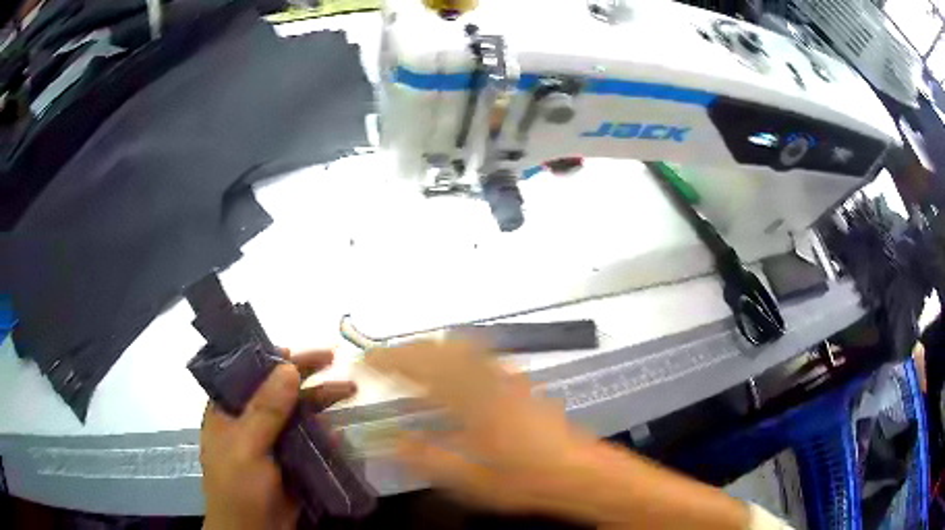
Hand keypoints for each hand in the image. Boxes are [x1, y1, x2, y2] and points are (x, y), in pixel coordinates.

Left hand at [200, 350, 356, 529]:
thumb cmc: (238, 486)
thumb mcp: (246, 446)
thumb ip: (266, 409)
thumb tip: (288, 367)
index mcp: (227, 410)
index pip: (246, 373)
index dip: (269, 358)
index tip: (297, 349)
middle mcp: (248, 419)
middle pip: (277, 389)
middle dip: (304, 374)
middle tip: (333, 358)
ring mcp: (271, 439)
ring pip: (297, 412)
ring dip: (320, 400)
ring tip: (349, 389)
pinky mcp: (290, 457)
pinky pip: (309, 437)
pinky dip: (324, 431)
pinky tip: (338, 429)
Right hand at [365, 340, 597, 514]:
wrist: (577, 472)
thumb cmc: (522, 480)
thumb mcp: (468, 479)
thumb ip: (426, 458)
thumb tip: (390, 440)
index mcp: (469, 402)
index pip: (420, 369)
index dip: (389, 361)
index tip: (365, 361)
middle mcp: (487, 380)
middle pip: (441, 348)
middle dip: (408, 349)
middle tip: (384, 360)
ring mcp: (507, 379)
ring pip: (463, 347)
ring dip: (432, 348)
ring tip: (412, 361)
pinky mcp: (520, 384)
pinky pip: (482, 357)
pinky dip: (458, 355)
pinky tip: (455, 372)